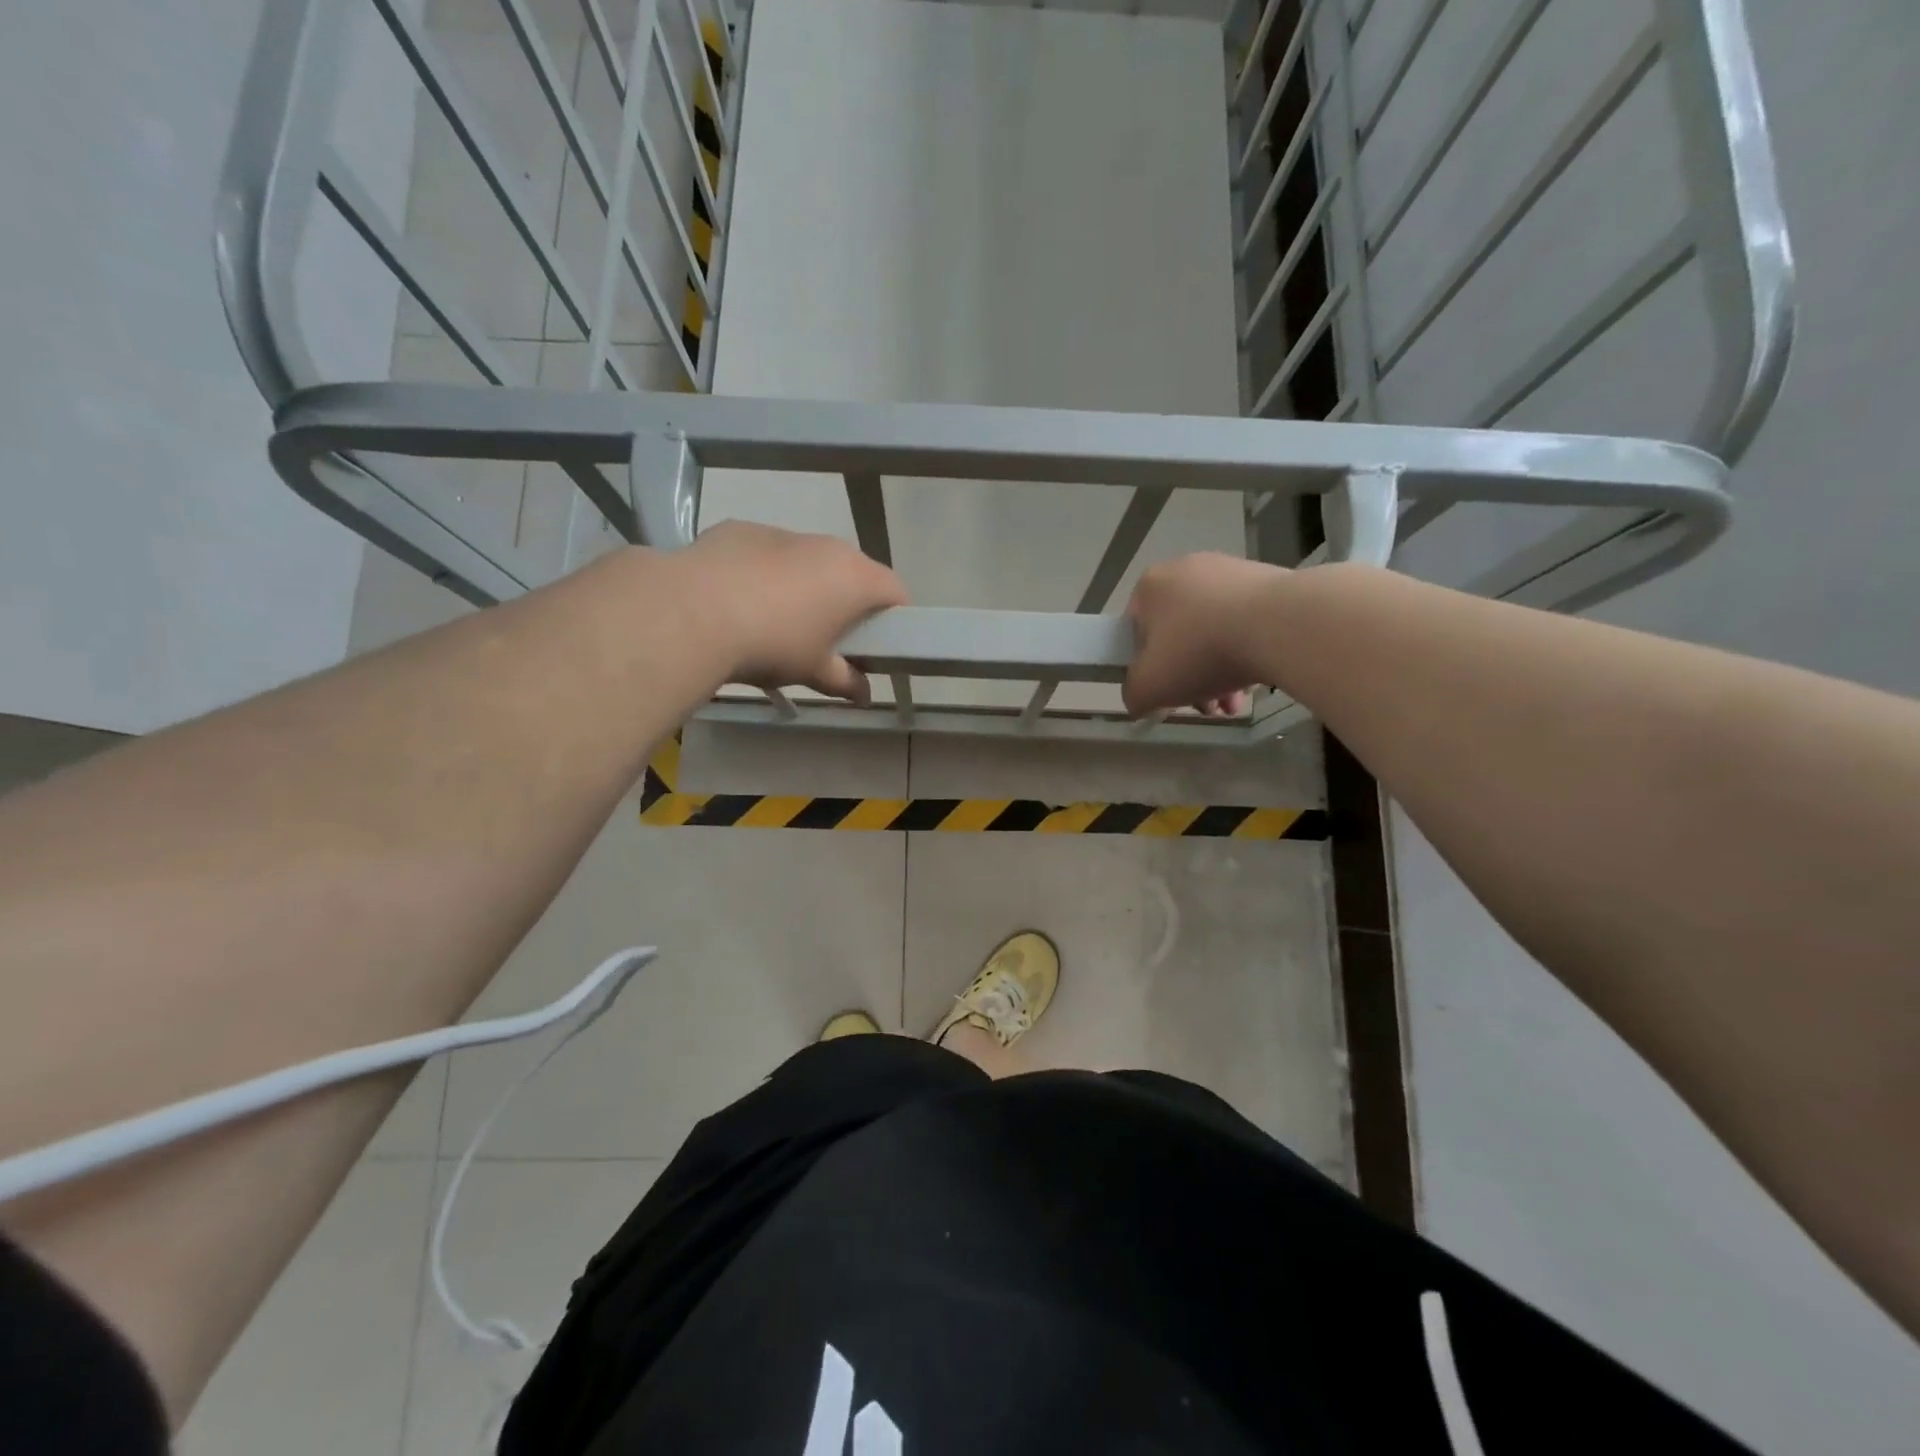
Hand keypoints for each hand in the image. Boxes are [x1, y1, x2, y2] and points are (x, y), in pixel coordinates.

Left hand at [676, 521, 908, 702]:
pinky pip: (765, 554)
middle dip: (847, 602)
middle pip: (851, 571)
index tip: (879, 644)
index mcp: (854, 576)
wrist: (691, 612)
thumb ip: (844, 680)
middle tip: (829, 639)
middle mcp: (825, 545)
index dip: (894, 618)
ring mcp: (781, 533)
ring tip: (776, 622)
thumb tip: (864, 694)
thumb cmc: (773, 644)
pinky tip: (738, 602)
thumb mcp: (813, 671)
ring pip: (806, 560)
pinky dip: (762, 574)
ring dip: (804, 586)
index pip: (895, 590)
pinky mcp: (740, 531)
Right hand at [1122, 553, 1289, 717]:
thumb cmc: (1199, 653)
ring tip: (1234, 703)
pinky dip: (1246, 651)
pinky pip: (1245, 622)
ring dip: (1218, 672)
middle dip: (1189, 678)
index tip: (1165, 693)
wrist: (1279, 625)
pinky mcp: (1266, 579)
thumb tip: (1139, 699)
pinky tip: (1256, 679)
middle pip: (1177, 636)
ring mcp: (1228, 570)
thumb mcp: (1148, 687)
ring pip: (1212, 633)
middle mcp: (1184, 569)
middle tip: (1205, 707)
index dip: (1146, 669)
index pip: (1135, 632)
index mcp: (1149, 586)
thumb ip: (1133, 695)